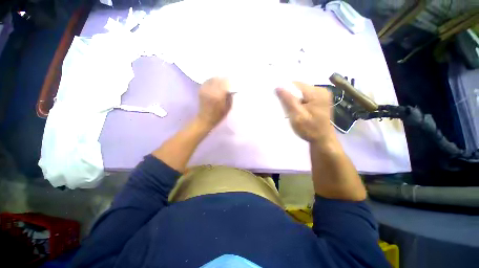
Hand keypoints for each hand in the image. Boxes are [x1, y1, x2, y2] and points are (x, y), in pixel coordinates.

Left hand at [196, 77, 232, 128]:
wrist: (205, 119)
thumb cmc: (218, 115)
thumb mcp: (228, 107)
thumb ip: (230, 97)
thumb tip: (231, 88)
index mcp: (219, 95)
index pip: (225, 82)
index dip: (229, 81)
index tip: (233, 81)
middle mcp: (211, 90)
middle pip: (218, 79)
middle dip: (224, 79)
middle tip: (228, 80)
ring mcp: (205, 89)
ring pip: (212, 78)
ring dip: (218, 79)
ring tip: (222, 81)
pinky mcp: (201, 90)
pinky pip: (207, 81)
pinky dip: (212, 80)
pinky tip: (215, 83)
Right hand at [276, 82, 334, 143]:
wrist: (322, 140)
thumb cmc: (309, 129)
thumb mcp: (297, 115)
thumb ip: (288, 100)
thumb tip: (278, 86)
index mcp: (317, 92)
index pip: (296, 85)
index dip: (285, 91)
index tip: (280, 101)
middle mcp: (321, 90)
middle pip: (299, 88)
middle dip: (290, 97)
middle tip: (286, 108)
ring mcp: (322, 95)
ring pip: (301, 93)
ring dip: (294, 100)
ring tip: (291, 111)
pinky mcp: (320, 101)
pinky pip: (305, 97)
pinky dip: (299, 103)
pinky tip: (297, 111)